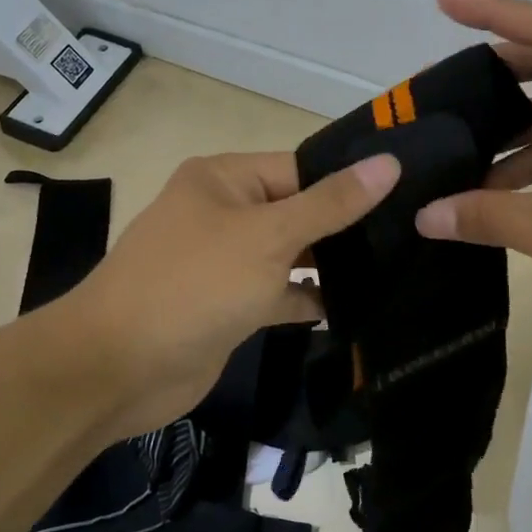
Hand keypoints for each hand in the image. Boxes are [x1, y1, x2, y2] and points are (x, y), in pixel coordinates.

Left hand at [64, 150, 399, 437]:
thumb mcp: (268, 236)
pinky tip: (356, 309)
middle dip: (345, 227)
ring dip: (331, 266)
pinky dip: (310, 300)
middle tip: (413, 236)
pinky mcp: (230, 306)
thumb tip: (389, 163)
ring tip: (397, 269)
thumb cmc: (194, 284)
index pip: (300, 168)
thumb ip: (330, 203)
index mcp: (224, 179)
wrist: (118, 368)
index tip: (410, 193)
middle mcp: (224, 213)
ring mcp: (226, 262)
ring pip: (290, 255)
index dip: (349, 181)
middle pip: (297, 211)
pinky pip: (279, 294)